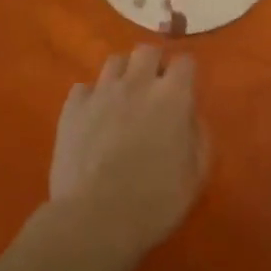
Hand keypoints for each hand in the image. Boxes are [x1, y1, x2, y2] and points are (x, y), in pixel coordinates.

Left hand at [50, 47, 207, 256]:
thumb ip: (199, 136)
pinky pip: (83, 88)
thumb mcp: (196, 174)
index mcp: (173, 96)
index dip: (186, 73)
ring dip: (124, 75)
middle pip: (147, 50)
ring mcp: (101, 93)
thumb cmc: (155, 201)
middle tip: (154, 89)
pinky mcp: (71, 109)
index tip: (185, 90)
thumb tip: (191, 117)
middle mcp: (137, 84)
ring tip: (124, 98)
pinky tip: (94, 117)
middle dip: (154, 63)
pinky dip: (91, 97)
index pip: (185, 60)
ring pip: (114, 62)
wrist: (95, 220)